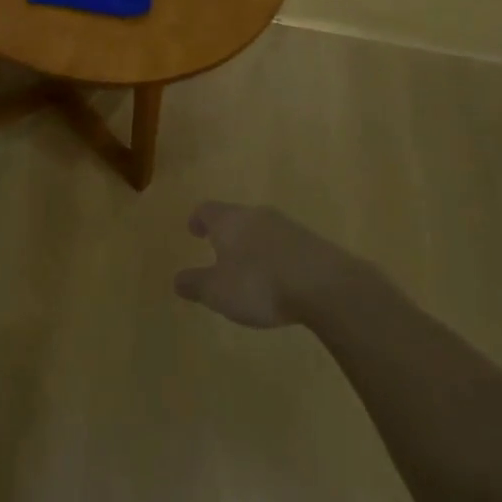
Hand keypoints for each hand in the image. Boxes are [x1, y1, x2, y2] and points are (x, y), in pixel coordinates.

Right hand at [174, 202, 350, 328]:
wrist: (324, 285)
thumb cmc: (259, 284)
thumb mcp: (218, 292)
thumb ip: (196, 284)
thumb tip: (177, 279)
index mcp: (229, 221)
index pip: (207, 210)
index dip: (199, 219)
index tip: (194, 229)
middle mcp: (256, 215)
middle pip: (236, 216)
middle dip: (227, 232)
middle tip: (220, 248)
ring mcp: (287, 226)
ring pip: (262, 229)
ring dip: (253, 243)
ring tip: (250, 266)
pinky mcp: (312, 243)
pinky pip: (286, 244)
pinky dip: (277, 256)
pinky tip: (280, 277)